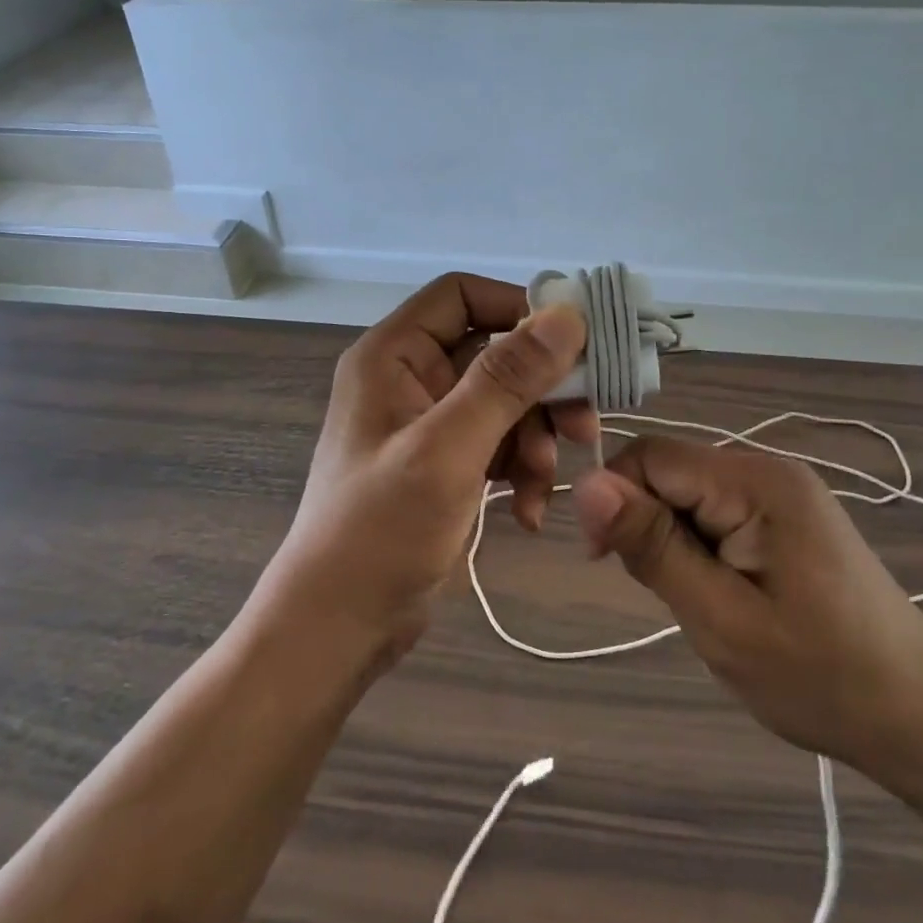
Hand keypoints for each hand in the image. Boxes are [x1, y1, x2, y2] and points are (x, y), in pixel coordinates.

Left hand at [249, 274, 593, 671]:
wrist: (339, 626)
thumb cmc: (380, 531)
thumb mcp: (448, 450)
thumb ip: (506, 379)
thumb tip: (565, 314)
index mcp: (393, 355)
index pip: (463, 296)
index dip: (519, 309)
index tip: (573, 344)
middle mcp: (411, 378)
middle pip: (495, 352)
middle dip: (541, 390)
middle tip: (583, 425)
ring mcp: (429, 423)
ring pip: (506, 402)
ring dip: (535, 439)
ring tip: (540, 485)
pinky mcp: (446, 463)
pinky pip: (498, 444)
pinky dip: (519, 470)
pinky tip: (526, 513)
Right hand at [572, 439, 922, 790]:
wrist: (919, 712)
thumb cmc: (819, 676)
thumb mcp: (721, 618)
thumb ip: (652, 546)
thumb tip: (586, 485)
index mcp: (756, 481)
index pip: (651, 456)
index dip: (614, 499)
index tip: (604, 562)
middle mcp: (769, 468)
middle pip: (670, 471)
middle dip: (647, 524)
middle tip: (668, 596)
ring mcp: (782, 489)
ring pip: (689, 493)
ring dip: (674, 540)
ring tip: (702, 601)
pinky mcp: (788, 513)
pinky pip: (716, 509)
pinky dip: (700, 546)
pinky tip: (723, 590)